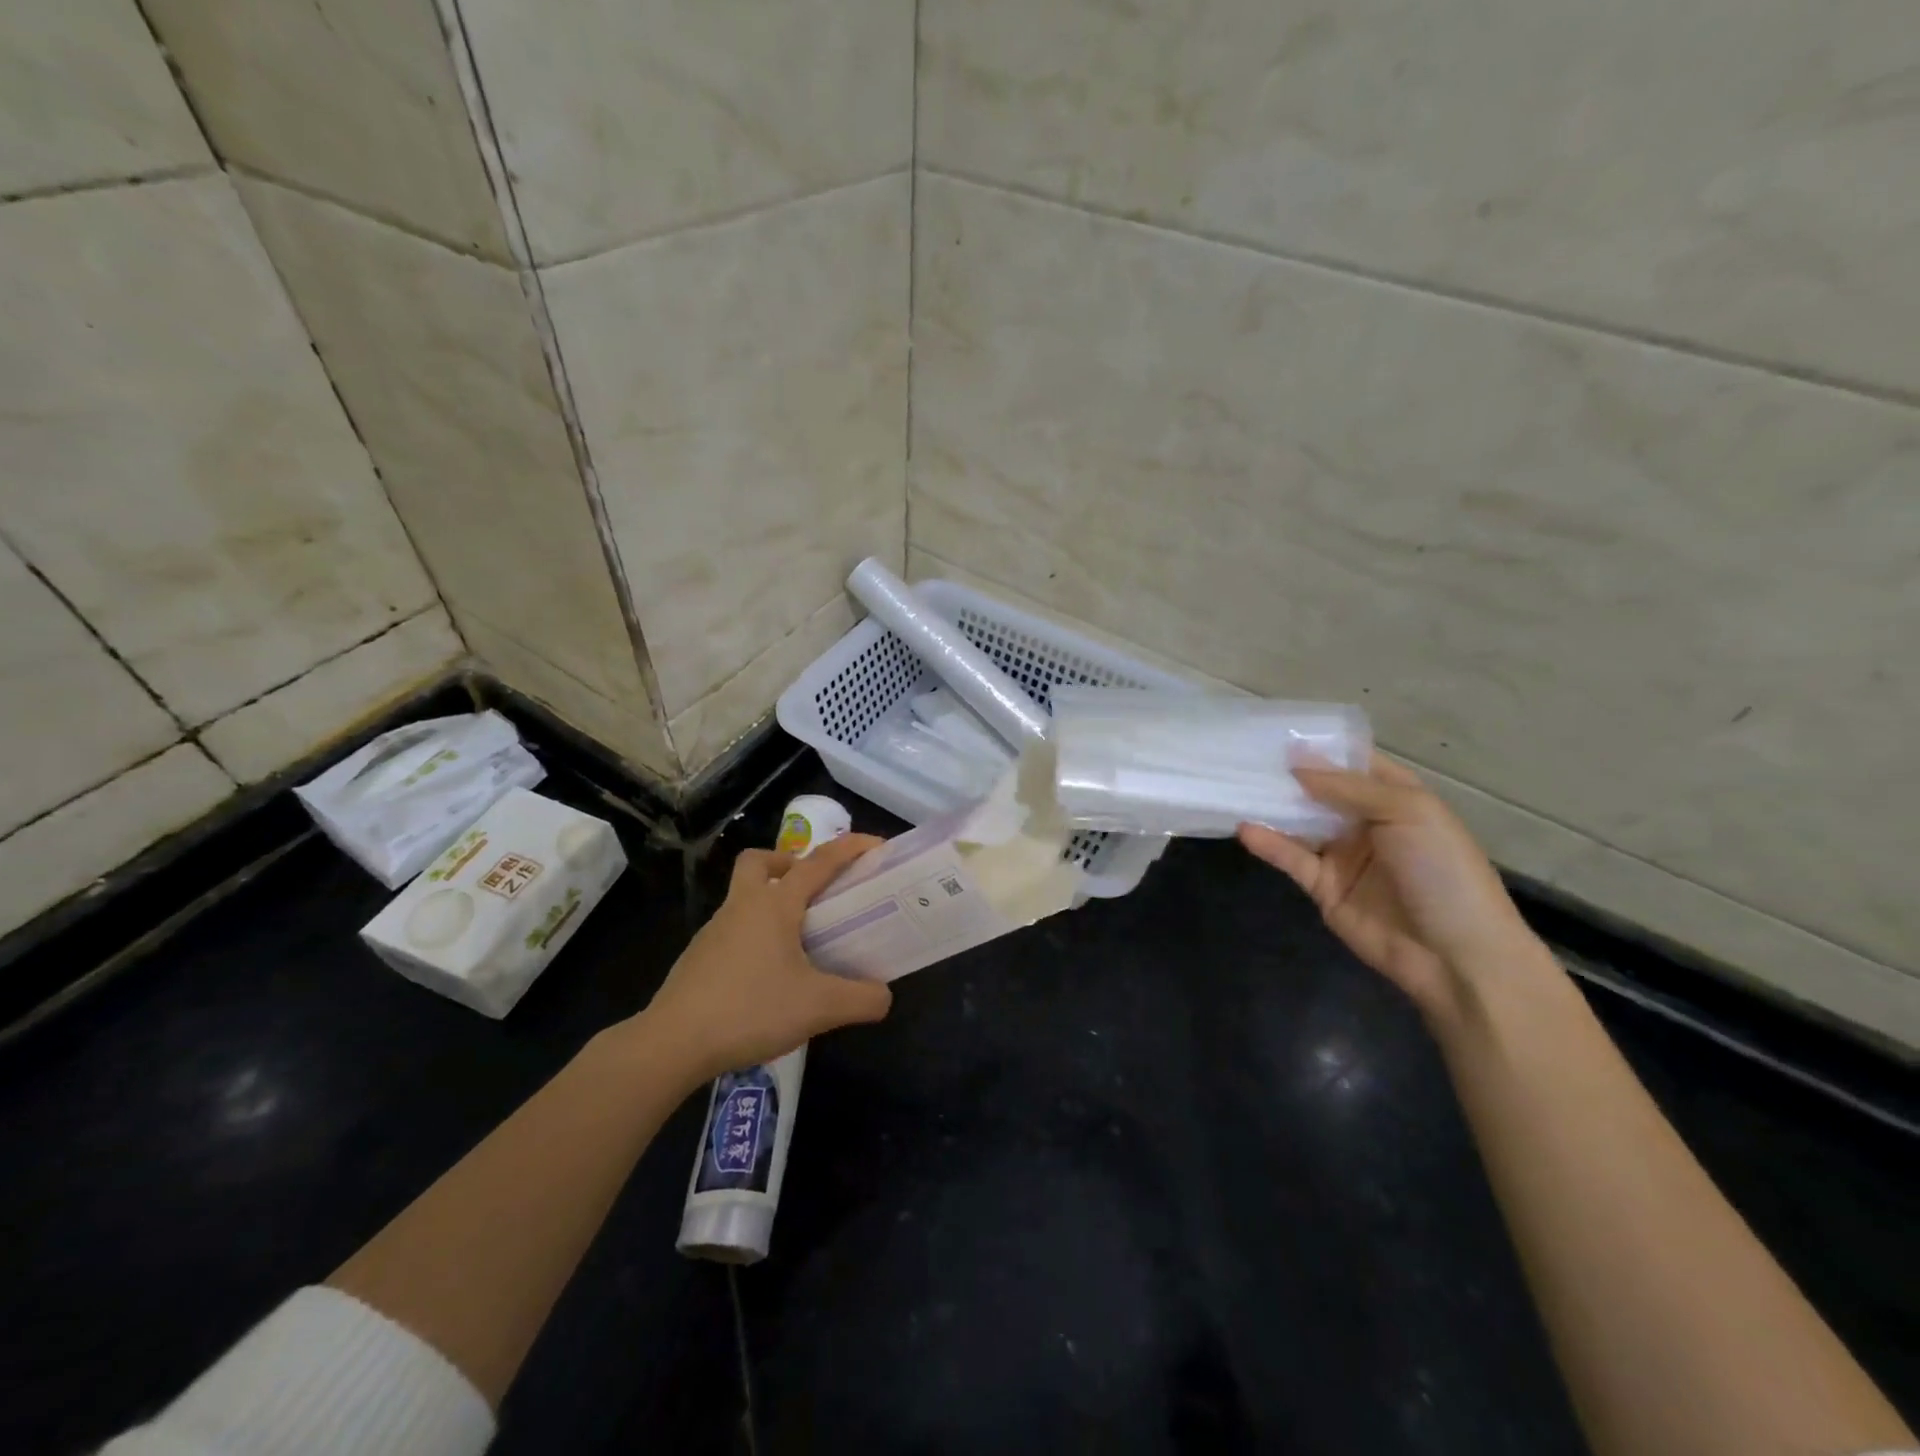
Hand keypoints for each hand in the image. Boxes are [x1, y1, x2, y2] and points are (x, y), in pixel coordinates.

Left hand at [641, 835, 892, 1083]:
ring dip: (770, 904)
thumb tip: (884, 996)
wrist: (672, 1044)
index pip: (819, 862)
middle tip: (813, 891)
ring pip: (743, 899)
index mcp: (774, 904)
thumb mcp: (819, 1007)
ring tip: (799, 944)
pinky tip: (768, 978)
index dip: (850, 848)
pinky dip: (754, 938)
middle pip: (759, 862)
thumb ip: (861, 999)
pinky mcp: (698, 959)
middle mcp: (742, 907)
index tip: (877, 845)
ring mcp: (714, 932)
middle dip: (788, 864)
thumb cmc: (750, 1010)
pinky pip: (733, 932)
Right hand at [1238, 758, 1553, 1023]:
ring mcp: (1344, 855)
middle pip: (1320, 791)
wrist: (1456, 956)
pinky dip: (1268, 843)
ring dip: (1273, 806)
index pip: (1354, 763)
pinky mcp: (1323, 886)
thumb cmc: (1442, 871)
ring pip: (1300, 822)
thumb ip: (1348, 787)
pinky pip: (1291, 858)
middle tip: (1244, 754)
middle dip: (1288, 774)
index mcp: (1397, 798)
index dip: (1322, 748)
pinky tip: (1245, 828)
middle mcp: (1368, 822)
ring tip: (1235, 785)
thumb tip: (1297, 763)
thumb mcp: (1408, 811)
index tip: (1278, 732)